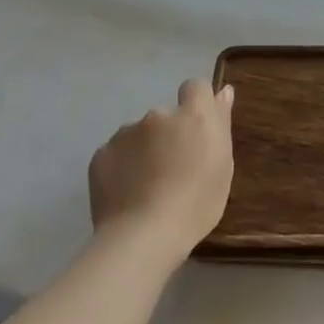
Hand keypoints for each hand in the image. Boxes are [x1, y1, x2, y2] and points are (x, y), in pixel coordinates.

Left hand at [88, 79, 234, 257]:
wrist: (143, 236)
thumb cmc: (197, 203)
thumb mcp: (223, 165)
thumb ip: (221, 123)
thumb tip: (223, 91)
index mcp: (193, 116)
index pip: (195, 87)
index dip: (196, 104)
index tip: (197, 132)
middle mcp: (158, 115)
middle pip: (165, 116)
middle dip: (168, 135)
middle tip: (173, 170)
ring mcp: (125, 133)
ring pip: (139, 136)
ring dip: (144, 151)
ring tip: (146, 187)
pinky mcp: (100, 155)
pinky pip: (116, 155)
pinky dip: (122, 167)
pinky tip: (126, 193)